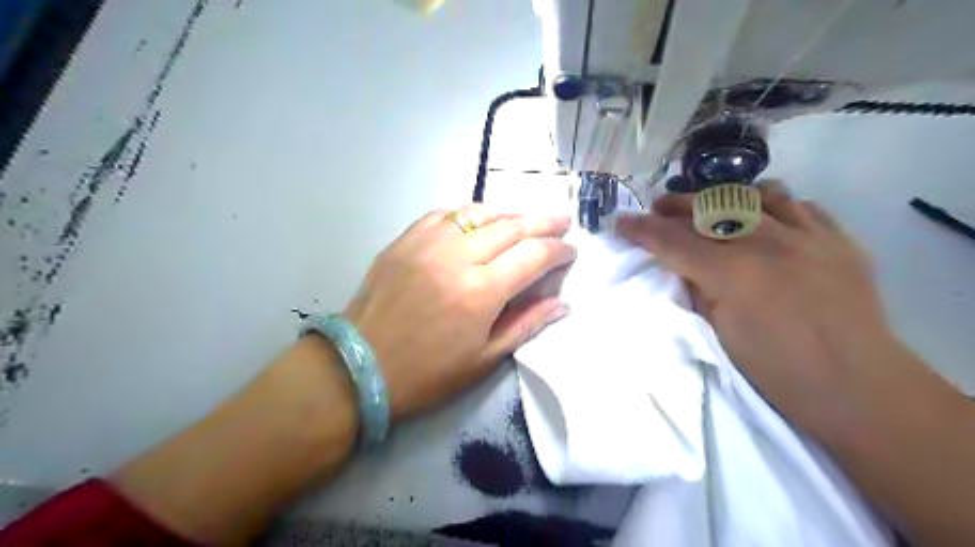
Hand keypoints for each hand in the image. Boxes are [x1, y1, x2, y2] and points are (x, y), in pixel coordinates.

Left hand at [341, 207, 571, 416]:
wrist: (360, 366)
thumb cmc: (428, 373)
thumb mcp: (484, 359)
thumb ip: (526, 325)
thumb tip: (563, 304)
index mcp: (481, 292)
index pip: (533, 256)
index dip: (558, 250)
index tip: (570, 251)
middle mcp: (457, 257)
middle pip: (511, 226)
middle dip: (543, 223)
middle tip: (561, 222)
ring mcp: (427, 243)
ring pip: (478, 213)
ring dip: (507, 215)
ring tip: (523, 222)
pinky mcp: (404, 240)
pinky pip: (444, 215)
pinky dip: (468, 216)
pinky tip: (476, 225)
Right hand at [619, 184, 902, 431]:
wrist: (855, 386)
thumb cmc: (776, 370)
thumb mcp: (718, 332)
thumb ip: (696, 290)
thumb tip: (681, 267)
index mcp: (732, 273)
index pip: (673, 241)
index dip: (641, 230)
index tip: (620, 222)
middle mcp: (768, 242)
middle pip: (710, 207)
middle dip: (675, 205)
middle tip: (656, 209)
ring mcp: (808, 236)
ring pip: (757, 193)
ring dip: (725, 197)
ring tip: (712, 208)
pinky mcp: (838, 239)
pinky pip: (800, 205)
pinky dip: (774, 206)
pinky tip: (764, 219)